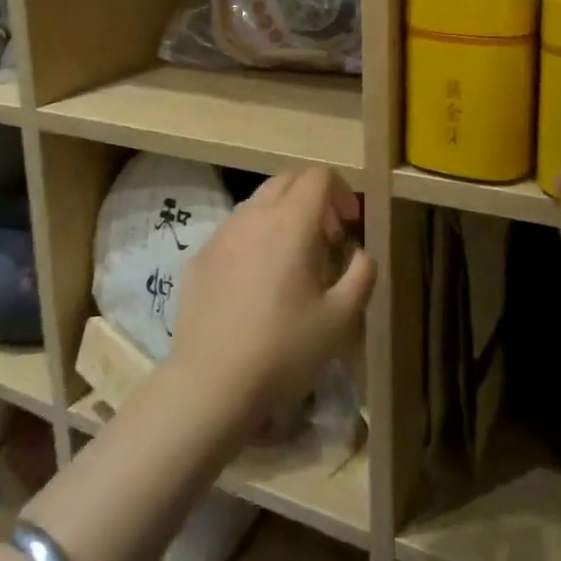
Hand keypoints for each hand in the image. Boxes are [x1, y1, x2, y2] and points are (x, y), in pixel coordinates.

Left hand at [170, 167, 374, 429]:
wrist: (210, 384)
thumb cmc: (284, 349)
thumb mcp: (341, 319)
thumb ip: (361, 275)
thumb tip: (361, 253)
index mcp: (290, 222)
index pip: (318, 176)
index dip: (342, 192)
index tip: (350, 225)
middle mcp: (253, 216)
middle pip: (286, 180)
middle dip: (313, 197)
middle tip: (327, 237)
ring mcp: (221, 234)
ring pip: (257, 203)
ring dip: (282, 215)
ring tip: (292, 260)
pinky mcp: (199, 257)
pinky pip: (234, 231)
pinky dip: (254, 239)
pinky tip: (256, 283)